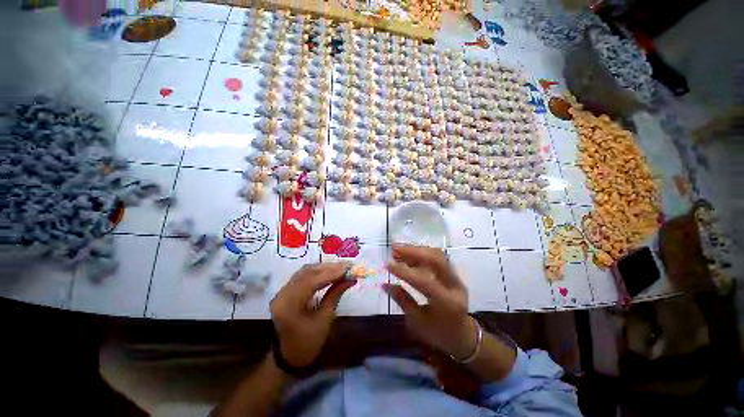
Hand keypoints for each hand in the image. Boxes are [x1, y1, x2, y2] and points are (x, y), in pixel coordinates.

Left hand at [270, 263, 354, 367]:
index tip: (349, 267)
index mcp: (290, 304)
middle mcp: (283, 293)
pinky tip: (329, 272)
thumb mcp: (325, 319)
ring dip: (323, 268)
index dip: (332, 272)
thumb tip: (350, 279)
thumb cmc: (308, 343)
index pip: (312, 280)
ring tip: (340, 268)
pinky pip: (303, 276)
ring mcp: (282, 291)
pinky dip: (317, 272)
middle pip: (307, 272)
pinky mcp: (286, 291)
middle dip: (329, 267)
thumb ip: (335, 295)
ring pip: (305, 271)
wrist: (288, 357)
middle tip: (347, 266)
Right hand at [383, 245, 476, 359]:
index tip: (387, 265)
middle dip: (413, 251)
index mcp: (447, 303)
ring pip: (437, 255)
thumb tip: (384, 284)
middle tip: (394, 248)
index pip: (425, 281)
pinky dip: (421, 253)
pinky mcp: (453, 273)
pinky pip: (437, 257)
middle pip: (436, 260)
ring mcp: (456, 278)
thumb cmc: (439, 334)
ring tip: (397, 250)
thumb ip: (402, 301)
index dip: (405, 272)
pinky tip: (408, 255)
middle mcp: (454, 286)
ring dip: (416, 250)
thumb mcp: (418, 322)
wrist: (463, 335)